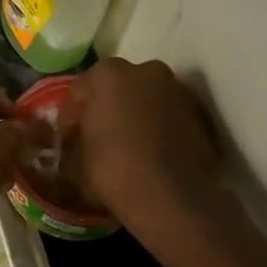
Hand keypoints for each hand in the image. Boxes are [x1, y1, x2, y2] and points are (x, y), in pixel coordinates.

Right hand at [68, 58, 225, 227]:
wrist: (169, 196)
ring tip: (126, 147)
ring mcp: (177, 90)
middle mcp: (145, 70)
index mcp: (107, 74)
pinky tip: (149, 153)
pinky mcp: (199, 114)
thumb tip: (76, 142)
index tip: (67, 141)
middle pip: (116, 88)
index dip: (70, 119)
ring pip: (145, 100)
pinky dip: (157, 128)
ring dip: (134, 116)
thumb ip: (74, 140)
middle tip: (97, 138)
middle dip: (106, 109)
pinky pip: (167, 117)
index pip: (78, 91)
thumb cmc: (111, 169)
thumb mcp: (74, 158)